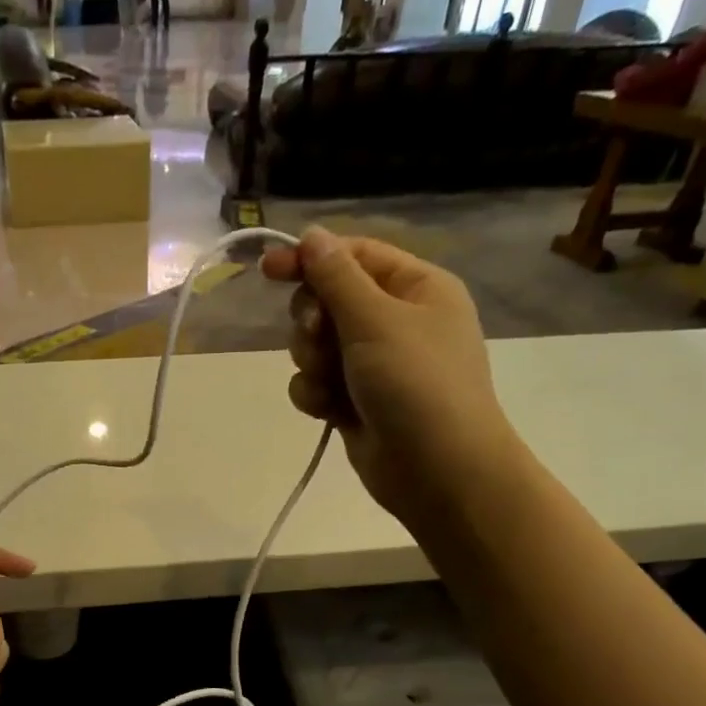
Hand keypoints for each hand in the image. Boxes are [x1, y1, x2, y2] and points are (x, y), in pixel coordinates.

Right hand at [260, 228, 520, 520]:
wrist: (436, 470)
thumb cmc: (416, 384)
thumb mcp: (376, 320)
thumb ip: (337, 277)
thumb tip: (311, 235)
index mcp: (415, 287)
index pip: (354, 257)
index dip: (310, 260)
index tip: (269, 271)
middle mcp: (394, 321)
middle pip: (328, 301)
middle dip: (313, 322)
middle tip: (318, 337)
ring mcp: (372, 365)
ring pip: (315, 346)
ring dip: (312, 362)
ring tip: (331, 384)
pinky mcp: (353, 401)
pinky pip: (316, 383)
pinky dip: (315, 394)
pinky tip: (329, 411)